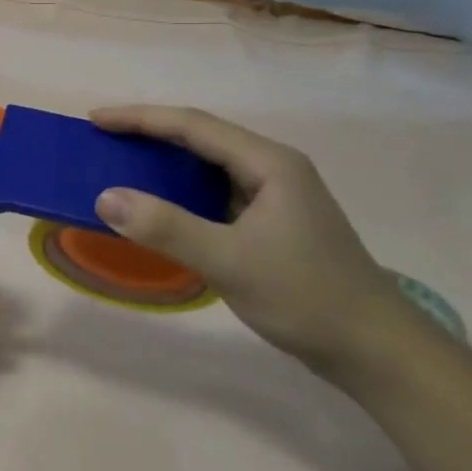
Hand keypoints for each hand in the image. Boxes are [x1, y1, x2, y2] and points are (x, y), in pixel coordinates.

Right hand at [90, 106, 404, 374]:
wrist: (376, 351)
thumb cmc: (306, 297)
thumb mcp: (229, 261)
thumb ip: (166, 227)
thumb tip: (104, 197)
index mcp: (269, 163)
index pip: (193, 125)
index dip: (140, 118)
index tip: (95, 120)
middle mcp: (272, 168)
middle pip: (201, 137)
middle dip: (149, 134)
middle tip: (102, 140)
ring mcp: (275, 196)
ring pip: (208, 165)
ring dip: (164, 162)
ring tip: (121, 165)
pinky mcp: (272, 222)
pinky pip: (215, 193)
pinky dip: (181, 192)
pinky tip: (160, 205)